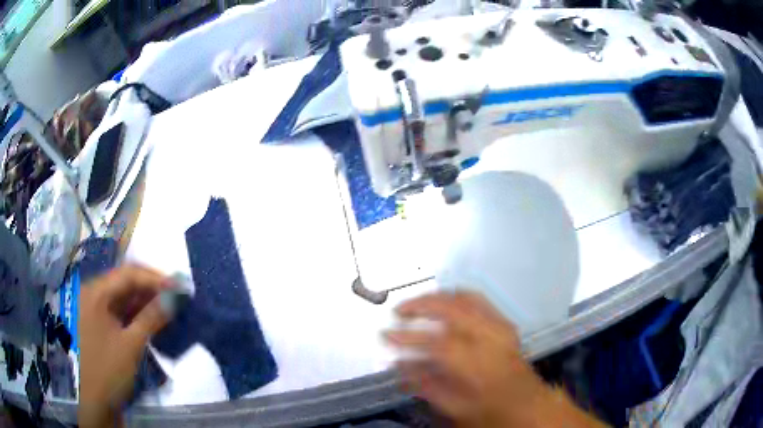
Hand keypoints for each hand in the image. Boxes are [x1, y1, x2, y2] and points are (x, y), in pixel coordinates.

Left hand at [78, 266, 170, 427]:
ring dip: (144, 300)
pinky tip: (150, 317)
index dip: (154, 278)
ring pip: (122, 297)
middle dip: (150, 288)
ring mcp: (94, 309)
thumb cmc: (108, 370)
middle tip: (174, 294)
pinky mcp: (99, 323)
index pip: (127, 275)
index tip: (177, 286)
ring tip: (166, 305)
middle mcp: (92, 294)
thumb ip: (151, 318)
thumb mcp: (131, 345)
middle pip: (123, 282)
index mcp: (95, 293)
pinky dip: (135, 312)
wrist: (94, 400)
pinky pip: (118, 310)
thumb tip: (173, 298)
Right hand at [384, 292, 604, 427]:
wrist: (527, 402)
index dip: (405, 337)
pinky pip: (477, 299)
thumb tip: (399, 364)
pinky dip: (455, 296)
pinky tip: (443, 302)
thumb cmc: (490, 409)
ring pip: (463, 297)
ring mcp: (499, 325)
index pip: (433, 342)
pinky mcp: (504, 322)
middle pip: (450, 308)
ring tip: (416, 304)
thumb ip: (425, 384)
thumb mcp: (454, 406)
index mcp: (476, 363)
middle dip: (419, 304)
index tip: (385, 335)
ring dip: (436, 297)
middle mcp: (489, 337)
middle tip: (398, 311)